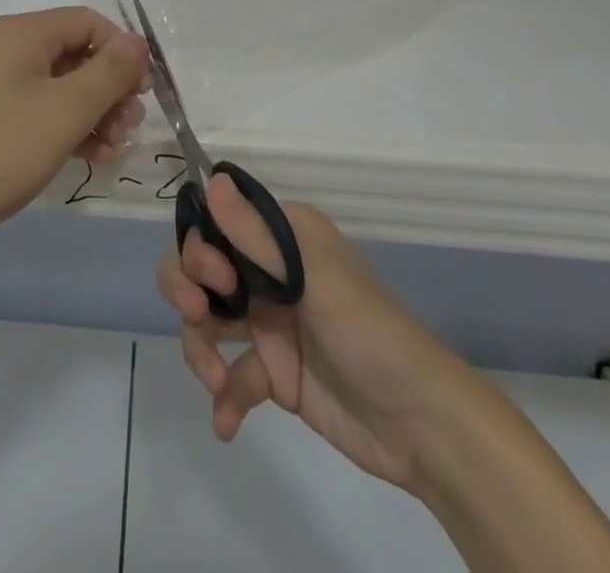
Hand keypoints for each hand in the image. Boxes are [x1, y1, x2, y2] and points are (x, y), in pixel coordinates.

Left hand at [0, 8, 149, 261]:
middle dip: (111, 88)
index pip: (88, 22)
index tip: (145, 92)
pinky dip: (71, 131)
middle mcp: (10, 50)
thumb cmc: (0, 149)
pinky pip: (44, 114)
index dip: (122, 50)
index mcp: (24, 33)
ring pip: (63, 88)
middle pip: (77, 54)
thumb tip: (137, 42)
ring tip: (113, 151)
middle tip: (130, 126)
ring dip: (96, 114)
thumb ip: (109, 72)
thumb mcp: (66, 109)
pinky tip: (91, 159)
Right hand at [158, 175, 485, 494]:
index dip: (201, 245)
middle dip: (187, 287)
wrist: (422, 427)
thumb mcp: (316, 278)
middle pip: (202, 267)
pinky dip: (224, 397)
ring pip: (207, 319)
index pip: (219, 222)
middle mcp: (270, 272)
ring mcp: (269, 323)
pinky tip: (227, 422)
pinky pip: (230, 374)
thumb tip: (212, 180)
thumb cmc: (371, 334)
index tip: (217, 277)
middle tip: (198, 314)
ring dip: (198, 346)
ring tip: (214, 380)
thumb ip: (259, 236)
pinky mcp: (274, 373)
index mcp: (282, 238)